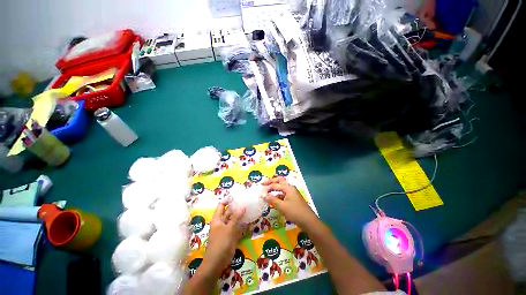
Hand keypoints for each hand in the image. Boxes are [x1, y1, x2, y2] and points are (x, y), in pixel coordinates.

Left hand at [202, 201, 245, 275]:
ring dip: (240, 215)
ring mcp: (226, 230)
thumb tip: (243, 206)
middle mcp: (221, 223)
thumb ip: (236, 217)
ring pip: (233, 219)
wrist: (217, 262)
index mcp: (217, 219)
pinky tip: (249, 220)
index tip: (235, 196)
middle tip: (245, 201)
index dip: (227, 200)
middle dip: (235, 207)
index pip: (221, 206)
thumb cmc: (221, 243)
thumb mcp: (229, 229)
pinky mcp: (230, 236)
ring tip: (248, 208)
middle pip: (228, 212)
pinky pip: (236, 227)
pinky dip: (241, 224)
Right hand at [261, 177, 318, 227]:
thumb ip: (272, 199)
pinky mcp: (293, 198)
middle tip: (263, 183)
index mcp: (288, 188)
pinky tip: (274, 198)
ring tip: (267, 189)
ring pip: (282, 186)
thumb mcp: (282, 206)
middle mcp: (290, 188)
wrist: (308, 221)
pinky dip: (278, 194)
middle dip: (271, 181)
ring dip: (275, 187)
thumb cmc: (295, 212)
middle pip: (280, 181)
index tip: (260, 192)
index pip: (275, 185)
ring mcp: (293, 193)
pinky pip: (284, 193)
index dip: (267, 188)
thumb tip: (262, 195)